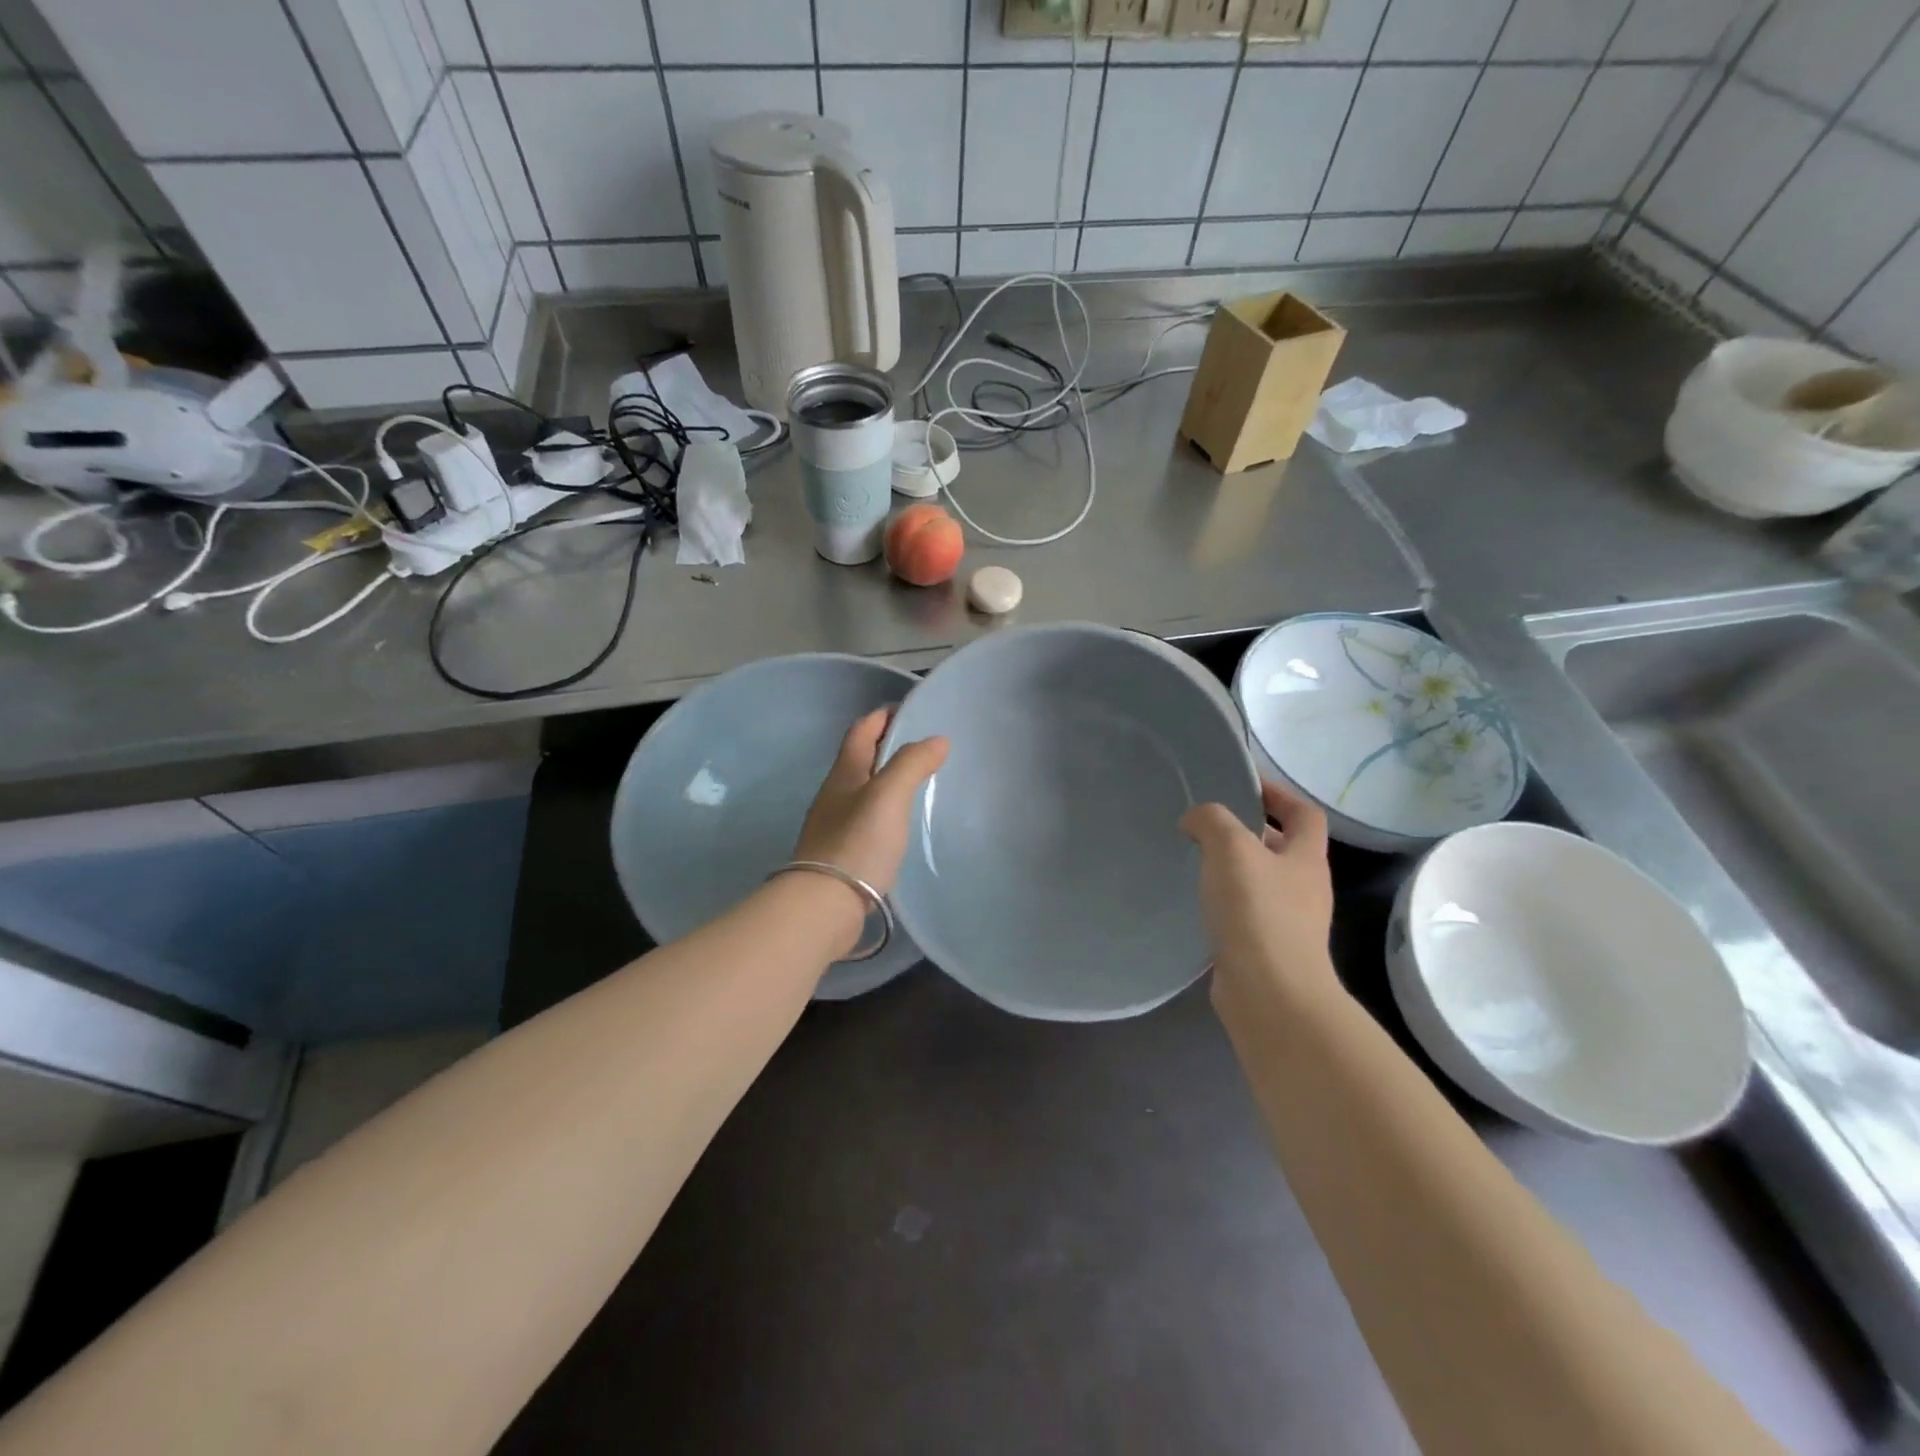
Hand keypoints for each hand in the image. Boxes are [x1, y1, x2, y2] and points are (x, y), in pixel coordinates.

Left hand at [793, 709, 948, 895]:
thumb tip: (937, 739)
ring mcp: (836, 825)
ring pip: (864, 789)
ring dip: (887, 778)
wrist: (824, 905)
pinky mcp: (844, 852)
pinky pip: (867, 818)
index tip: (911, 710)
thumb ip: (912, 764)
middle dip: (887, 746)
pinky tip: (903, 822)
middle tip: (924, 745)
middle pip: (861, 758)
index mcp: (844, 773)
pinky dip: (886, 809)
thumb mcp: (888, 796)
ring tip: (919, 780)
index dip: (883, 716)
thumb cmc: (857, 843)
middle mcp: (836, 794)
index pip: (861, 731)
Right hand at [1180, 780, 1336, 1007]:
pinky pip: (1244, 912)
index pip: (1304, 813)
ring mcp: (1288, 922)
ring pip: (1260, 881)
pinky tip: (1195, 901)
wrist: (1270, 995)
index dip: (1279, 793)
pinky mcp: (1265, 950)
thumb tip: (1196, 821)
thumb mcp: (1232, 849)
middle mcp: (1304, 888)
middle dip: (1249, 831)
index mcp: (1306, 858)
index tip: (1242, 784)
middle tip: (1207, 823)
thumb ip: (1212, 821)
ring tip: (1193, 858)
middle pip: (1282, 847)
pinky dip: (1222, 901)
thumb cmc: (1258, 913)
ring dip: (1232, 868)